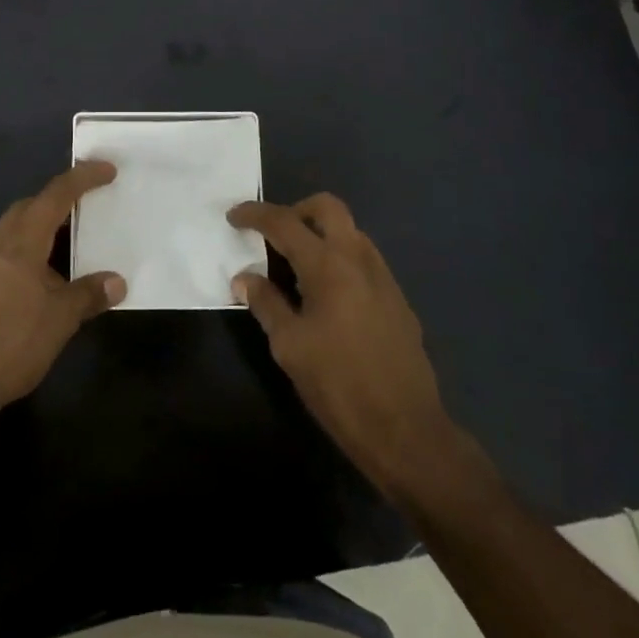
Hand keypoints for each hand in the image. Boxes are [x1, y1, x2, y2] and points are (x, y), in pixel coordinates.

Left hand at [0, 161, 125, 407]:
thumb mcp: (60, 319)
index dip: (82, 179)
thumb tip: (117, 282)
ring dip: (41, 229)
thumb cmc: (13, 340)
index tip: (106, 170)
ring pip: (14, 232)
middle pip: (28, 208)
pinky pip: (6, 256)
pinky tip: (42, 280)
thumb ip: (88, 295)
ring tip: (69, 245)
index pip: (55, 196)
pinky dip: (28, 254)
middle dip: (56, 200)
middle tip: (85, 207)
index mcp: (22, 242)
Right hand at [229, 193, 485, 498]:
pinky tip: (326, 296)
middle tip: (273, 236)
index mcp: (328, 265)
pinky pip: (363, 259)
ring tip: (296, 268)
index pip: (284, 222)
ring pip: (349, 231)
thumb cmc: (338, 385)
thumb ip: (265, 303)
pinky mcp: (397, 298)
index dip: (254, 214)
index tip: (233, 216)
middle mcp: (359, 258)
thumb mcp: (289, 345)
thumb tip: (244, 278)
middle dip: (295, 211)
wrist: (406, 430)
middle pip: (327, 207)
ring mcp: (384, 276)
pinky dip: (339, 258)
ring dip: (320, 234)